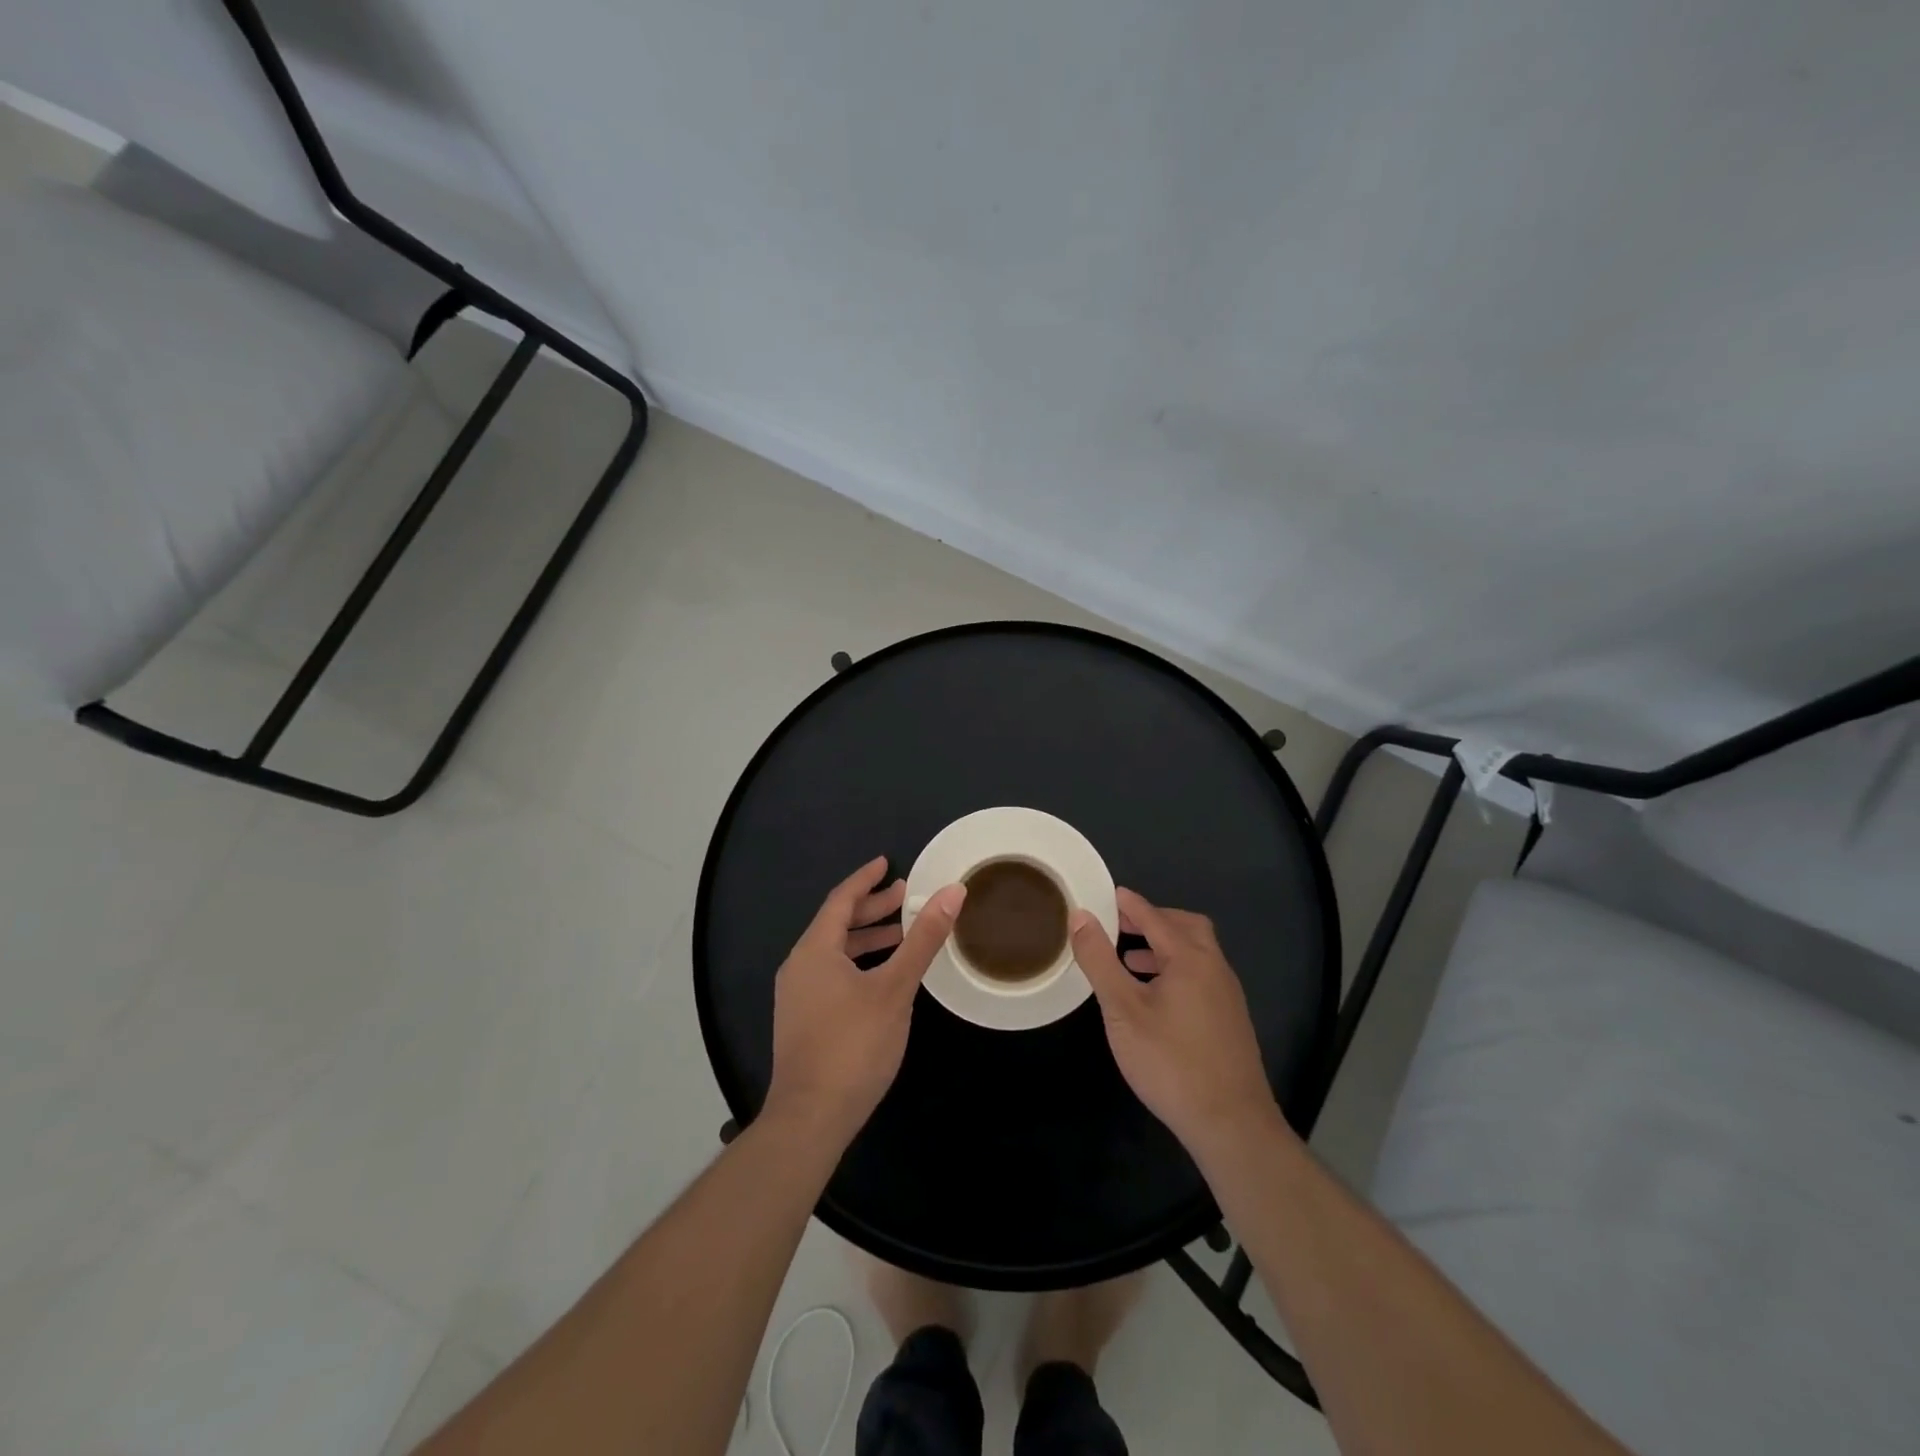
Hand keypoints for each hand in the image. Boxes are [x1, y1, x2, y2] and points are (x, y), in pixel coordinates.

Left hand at [765, 857, 964, 1142]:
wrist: (811, 1117)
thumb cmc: (854, 1045)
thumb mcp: (895, 988)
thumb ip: (923, 939)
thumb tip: (952, 892)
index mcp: (814, 950)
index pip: (840, 900)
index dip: (865, 879)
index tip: (887, 863)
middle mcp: (799, 966)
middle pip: (836, 924)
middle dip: (871, 908)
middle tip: (905, 896)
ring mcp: (797, 996)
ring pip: (834, 952)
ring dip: (867, 938)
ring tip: (901, 934)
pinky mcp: (802, 1020)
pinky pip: (831, 974)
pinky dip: (858, 963)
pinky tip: (882, 977)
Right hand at [1070, 888, 1280, 1152]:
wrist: (1231, 1124)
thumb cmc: (1170, 1061)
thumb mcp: (1122, 1009)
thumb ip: (1100, 960)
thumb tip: (1080, 916)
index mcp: (1190, 958)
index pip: (1154, 917)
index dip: (1128, 904)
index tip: (1105, 894)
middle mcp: (1215, 968)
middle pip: (1186, 927)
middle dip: (1153, 920)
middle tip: (1120, 925)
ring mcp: (1227, 995)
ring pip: (1196, 953)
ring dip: (1164, 946)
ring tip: (1131, 960)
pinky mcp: (1230, 1020)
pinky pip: (1201, 976)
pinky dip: (1176, 969)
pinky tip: (1155, 998)